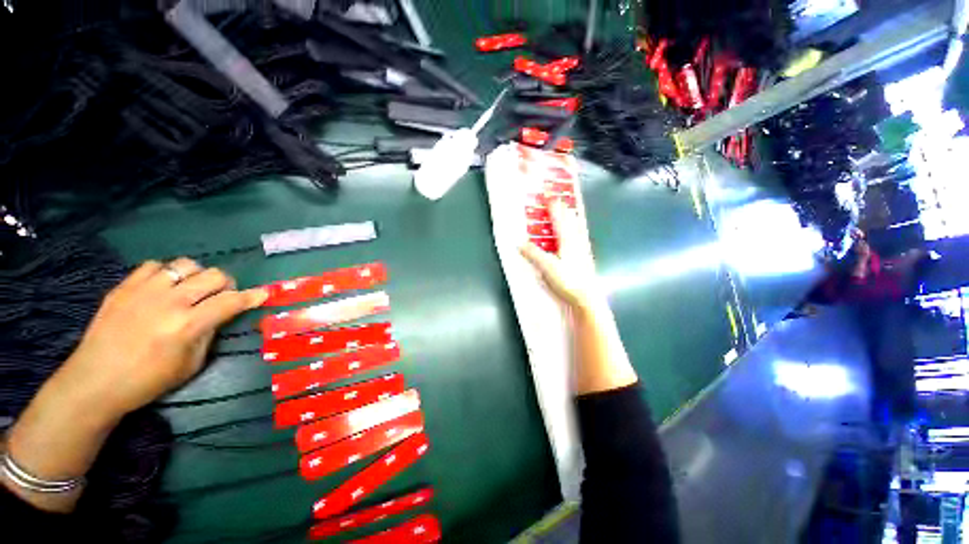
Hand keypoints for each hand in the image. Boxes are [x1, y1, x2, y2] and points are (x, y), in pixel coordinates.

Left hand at [53, 258, 266, 419]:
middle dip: (226, 284)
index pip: (231, 302)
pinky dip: (166, 274)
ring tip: (191, 289)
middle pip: (213, 275)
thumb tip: (219, 316)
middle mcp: (169, 302)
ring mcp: (144, 291)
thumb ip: (209, 334)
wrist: (94, 381)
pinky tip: (162, 288)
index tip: (263, 293)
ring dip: (197, 276)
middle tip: (221, 296)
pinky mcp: (124, 287)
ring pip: (186, 264)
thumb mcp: (190, 364)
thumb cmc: (148, 381)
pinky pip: (154, 266)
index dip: (253, 296)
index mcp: (188, 325)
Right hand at [519, 201, 600, 308]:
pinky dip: (574, 227)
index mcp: (567, 238)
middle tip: (555, 199)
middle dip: (562, 207)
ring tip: (566, 210)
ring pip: (576, 226)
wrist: (587, 297)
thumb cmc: (567, 280)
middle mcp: (577, 239)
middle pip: (570, 218)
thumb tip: (519, 242)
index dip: (552, 205)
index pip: (559, 216)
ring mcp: (582, 247)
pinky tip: (575, 233)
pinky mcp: (585, 255)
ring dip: (569, 216)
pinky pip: (579, 235)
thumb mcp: (547, 267)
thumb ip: (533, 253)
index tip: (546, 194)